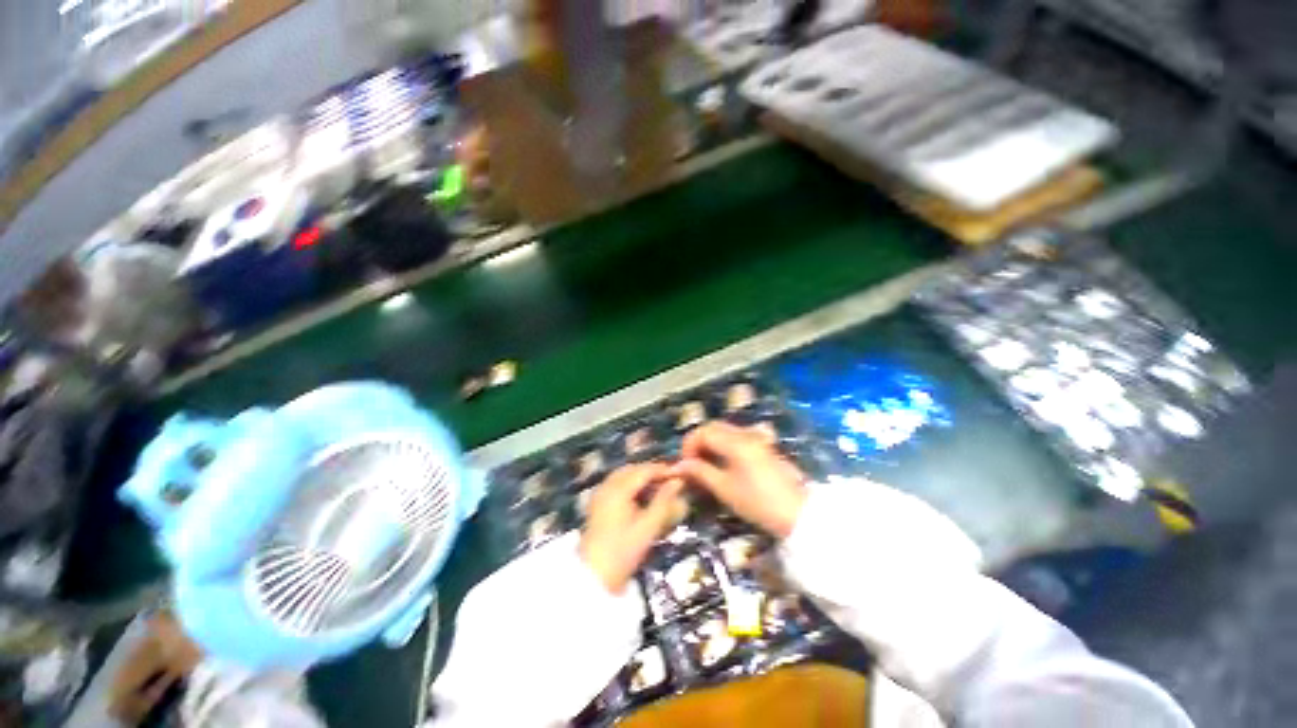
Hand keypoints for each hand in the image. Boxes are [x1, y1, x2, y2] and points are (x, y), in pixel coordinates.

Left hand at [581, 463, 686, 593]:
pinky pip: (616, 484)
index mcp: (618, 489)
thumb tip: (678, 482)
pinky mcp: (597, 504)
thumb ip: (664, 501)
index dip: (662, 470)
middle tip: (670, 481)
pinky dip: (630, 485)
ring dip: (641, 478)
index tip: (680, 474)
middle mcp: (607, 486)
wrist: (593, 577)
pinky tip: (641, 497)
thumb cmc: (623, 552)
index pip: (644, 470)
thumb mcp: (648, 527)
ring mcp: (600, 494)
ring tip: (659, 488)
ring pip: (623, 476)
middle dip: (651, 472)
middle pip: (632, 469)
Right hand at [670, 422, 807, 537]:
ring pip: (725, 430)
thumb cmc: (758, 502)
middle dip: (698, 441)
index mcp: (734, 441)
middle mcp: (745, 433)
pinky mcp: (763, 445)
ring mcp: (756, 437)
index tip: (684, 464)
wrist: (798, 513)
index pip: (703, 431)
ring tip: (706, 464)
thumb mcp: (724, 489)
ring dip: (711, 441)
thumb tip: (679, 466)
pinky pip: (737, 436)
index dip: (689, 444)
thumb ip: (700, 472)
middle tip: (692, 463)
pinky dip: (724, 443)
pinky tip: (724, 462)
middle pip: (714, 426)